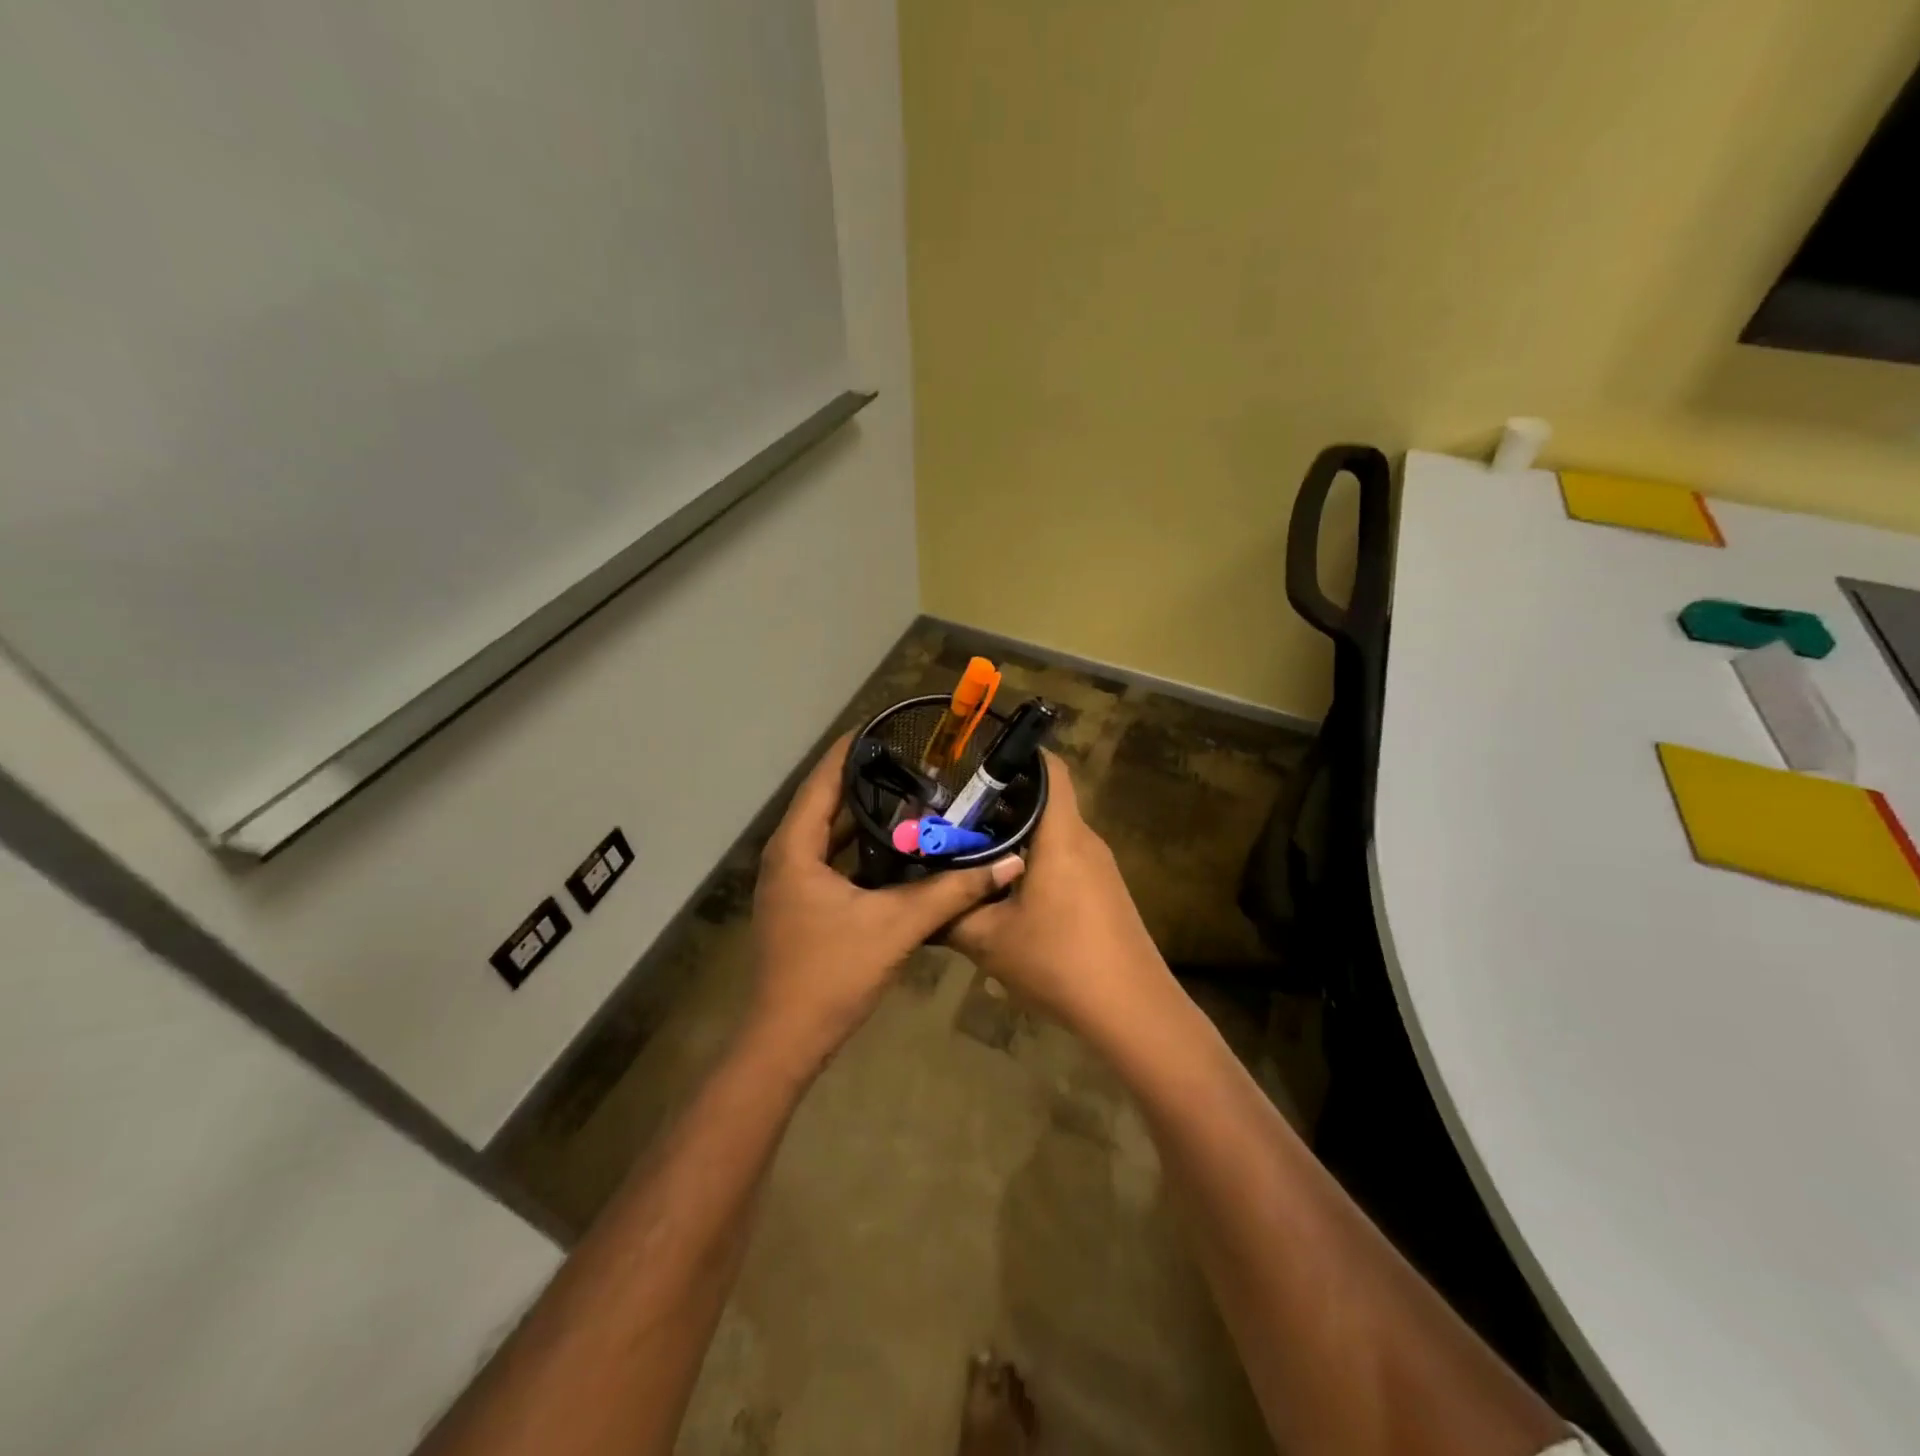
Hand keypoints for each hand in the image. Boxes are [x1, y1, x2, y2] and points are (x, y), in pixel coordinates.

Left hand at [745, 734, 1024, 1076]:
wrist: (786, 1041)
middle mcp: (786, 858)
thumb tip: (1007, 864)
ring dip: (865, 818)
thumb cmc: (832, 973)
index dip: (851, 750)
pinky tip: (897, 850)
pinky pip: (831, 861)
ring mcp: (790, 884)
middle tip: (913, 762)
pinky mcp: (801, 906)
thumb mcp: (897, 926)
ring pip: (829, 836)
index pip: (822, 780)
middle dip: (867, 782)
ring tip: (912, 796)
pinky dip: (860, 850)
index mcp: (795, 848)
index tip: (886, 726)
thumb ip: (952, 891)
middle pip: (826, 804)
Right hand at [947, 751, 1172, 1035]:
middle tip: (956, 819)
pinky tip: (1008, 893)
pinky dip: (1035, 861)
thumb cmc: (1059, 961)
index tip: (977, 766)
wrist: (1132, 1011)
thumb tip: (921, 898)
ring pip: (1053, 833)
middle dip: (1001, 805)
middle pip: (1046, 801)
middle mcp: (1085, 840)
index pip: (1050, 768)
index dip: (1017, 755)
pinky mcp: (1105, 892)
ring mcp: (1100, 867)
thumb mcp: (990, 940)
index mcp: (1061, 835)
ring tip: (973, 855)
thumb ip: (952, 913)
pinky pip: (1066, 859)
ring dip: (1016, 837)